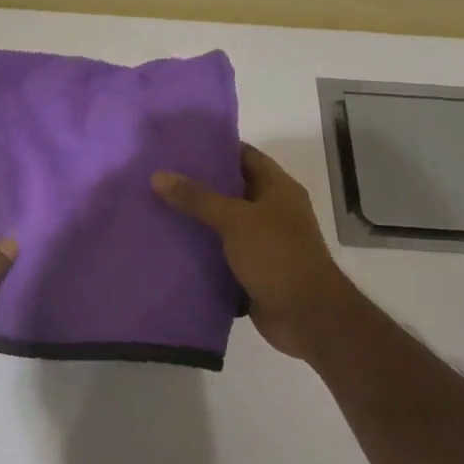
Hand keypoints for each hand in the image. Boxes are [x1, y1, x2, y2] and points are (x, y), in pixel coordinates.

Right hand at [153, 145, 357, 361]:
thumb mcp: (235, 220)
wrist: (307, 317)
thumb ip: (197, 198)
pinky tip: (170, 244)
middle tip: (159, 176)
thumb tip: (158, 175)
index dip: (216, 148)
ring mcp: (263, 242)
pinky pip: (221, 253)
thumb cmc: (277, 256)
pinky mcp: (252, 270)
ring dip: (196, 219)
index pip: (245, 156)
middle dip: (198, 184)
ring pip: (223, 223)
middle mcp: (272, 211)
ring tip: (156, 206)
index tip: (179, 145)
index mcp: (278, 189)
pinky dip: (201, 251)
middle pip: (231, 189)